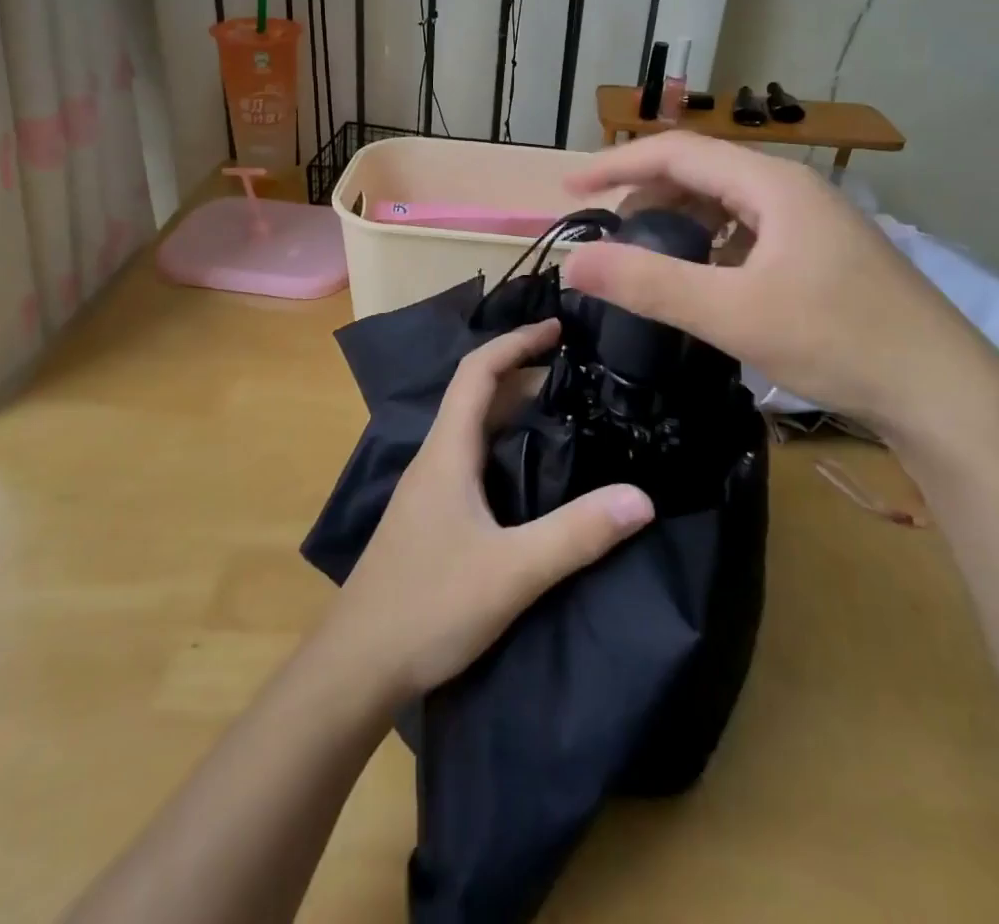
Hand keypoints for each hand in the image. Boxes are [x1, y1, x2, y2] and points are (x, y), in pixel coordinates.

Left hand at [326, 319, 655, 703]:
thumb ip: (576, 534)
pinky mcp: (430, 519)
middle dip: (523, 373)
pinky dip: (505, 446)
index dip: (515, 342)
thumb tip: (642, 498)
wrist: (356, 668)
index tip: (557, 329)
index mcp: (447, 452)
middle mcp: (435, 459)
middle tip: (577, 373)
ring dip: (513, 410)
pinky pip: (471, 460)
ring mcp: (428, 490)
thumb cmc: (428, 607)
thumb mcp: (512, 571)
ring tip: (565, 411)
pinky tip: (532, 474)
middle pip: (477, 396)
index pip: (477, 372)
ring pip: (474, 430)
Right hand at [560, 133, 998, 448]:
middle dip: (647, 197)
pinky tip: (705, 280)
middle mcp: (794, 190)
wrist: (942, 391)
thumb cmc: (837, 340)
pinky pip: (751, 232)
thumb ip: (648, 284)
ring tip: (647, 257)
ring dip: (680, 222)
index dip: (617, 165)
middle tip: (608, 235)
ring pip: (728, 205)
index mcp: (772, 185)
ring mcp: (814, 222)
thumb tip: (572, 262)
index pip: (678, 153)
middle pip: (703, 174)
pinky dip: (713, 245)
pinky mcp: (824, 254)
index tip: (570, 188)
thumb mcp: (732, 312)